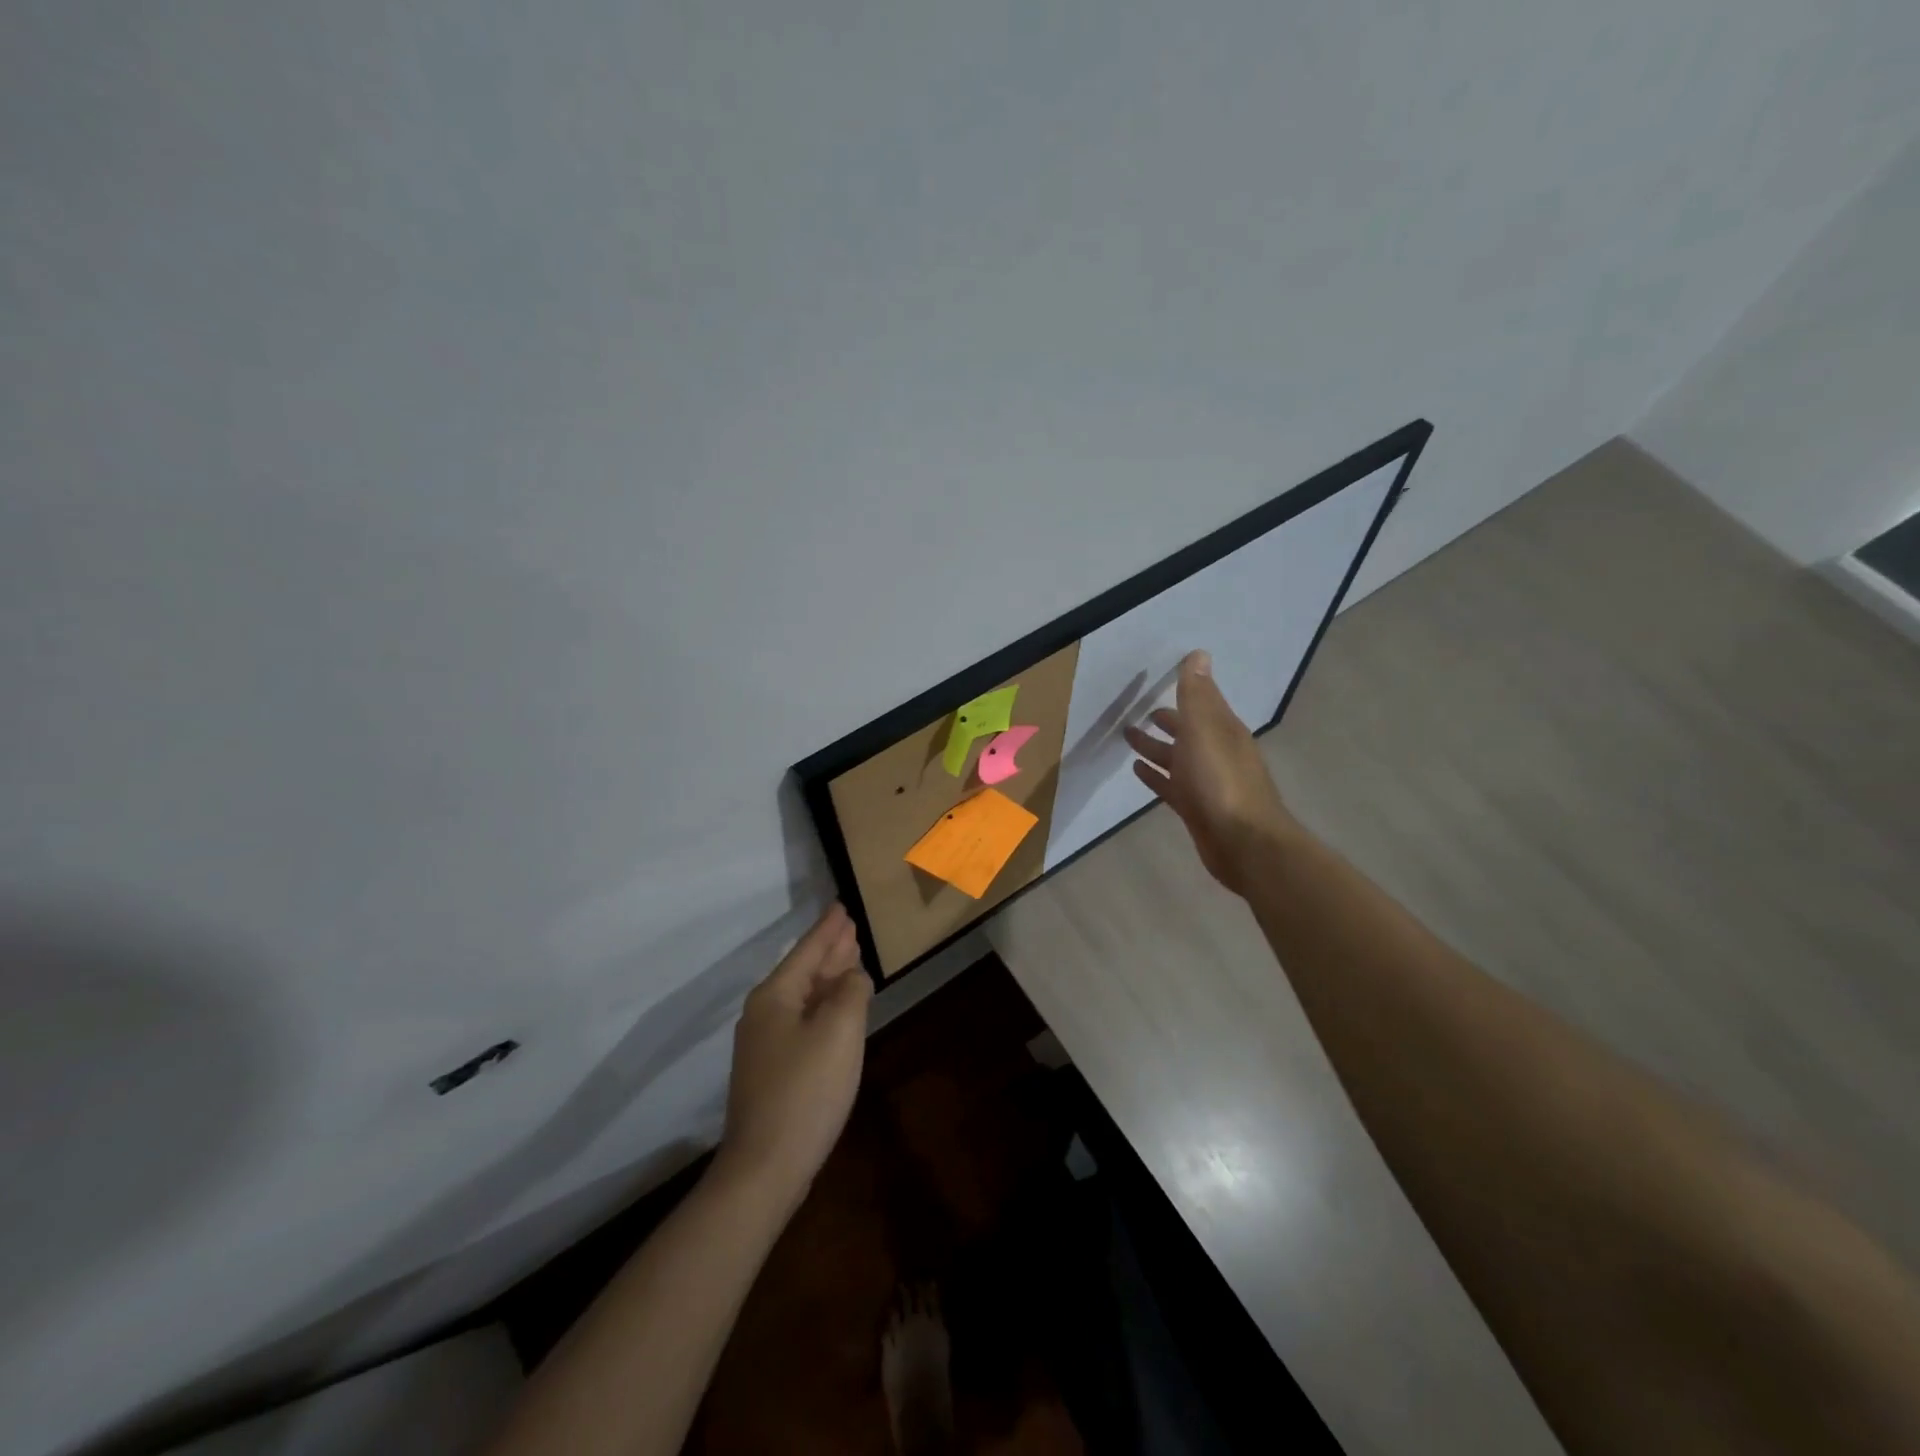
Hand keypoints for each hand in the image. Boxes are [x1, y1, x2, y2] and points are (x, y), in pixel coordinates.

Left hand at [716, 902, 872, 1210]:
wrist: (765, 1168)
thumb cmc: (806, 1090)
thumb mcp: (839, 1031)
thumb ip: (850, 992)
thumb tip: (852, 976)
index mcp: (775, 996)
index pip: (807, 950)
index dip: (828, 929)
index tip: (842, 906)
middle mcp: (764, 1014)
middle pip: (803, 971)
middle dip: (829, 950)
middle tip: (851, 928)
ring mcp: (764, 1046)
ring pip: (803, 998)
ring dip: (828, 978)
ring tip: (850, 959)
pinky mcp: (772, 1072)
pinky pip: (803, 1022)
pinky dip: (823, 1007)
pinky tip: (837, 1011)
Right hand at [1123, 650, 1299, 895]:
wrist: (1242, 842)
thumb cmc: (1221, 782)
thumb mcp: (1205, 730)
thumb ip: (1197, 695)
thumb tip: (1198, 654)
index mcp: (1222, 731)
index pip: (1201, 704)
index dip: (1183, 693)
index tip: (1158, 684)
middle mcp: (1217, 753)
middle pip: (1187, 731)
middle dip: (1166, 721)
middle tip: (1137, 714)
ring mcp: (1206, 783)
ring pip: (1176, 758)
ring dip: (1155, 747)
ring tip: (1128, 738)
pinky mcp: (1196, 808)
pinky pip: (1170, 785)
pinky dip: (1155, 775)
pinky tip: (1137, 771)